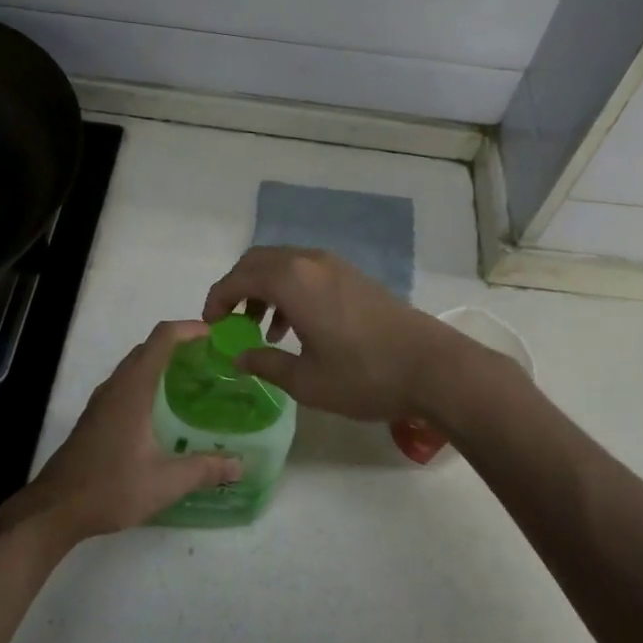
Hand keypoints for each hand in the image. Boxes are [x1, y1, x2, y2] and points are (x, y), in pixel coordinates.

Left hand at [13, 321, 241, 545]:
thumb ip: (205, 469)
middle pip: (149, 348)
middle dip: (180, 346)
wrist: (55, 509)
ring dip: (162, 364)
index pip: (163, 339)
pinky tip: (165, 411)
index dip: (189, 329)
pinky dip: (149, 382)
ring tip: (195, 382)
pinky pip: (126, 384)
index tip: (216, 336)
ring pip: (135, 366)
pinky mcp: (96, 417)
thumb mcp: (165, 482)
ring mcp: (102, 401)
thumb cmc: (111, 487)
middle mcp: (116, 386)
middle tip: (213, 362)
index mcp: (133, 388)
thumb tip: (241, 465)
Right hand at [202, 247, 455, 422]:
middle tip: (230, 322)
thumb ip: (265, 363)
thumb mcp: (306, 380)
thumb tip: (238, 356)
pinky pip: (306, 272)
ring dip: (263, 290)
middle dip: (237, 289)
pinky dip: (288, 290)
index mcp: (291, 281)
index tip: (209, 325)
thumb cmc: (364, 375)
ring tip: (262, 330)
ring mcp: (334, 265)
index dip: (216, 300)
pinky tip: (295, 327)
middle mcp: (309, 262)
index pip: (237, 278)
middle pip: (258, 262)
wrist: (433, 367)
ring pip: (283, 265)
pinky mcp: (353, 276)